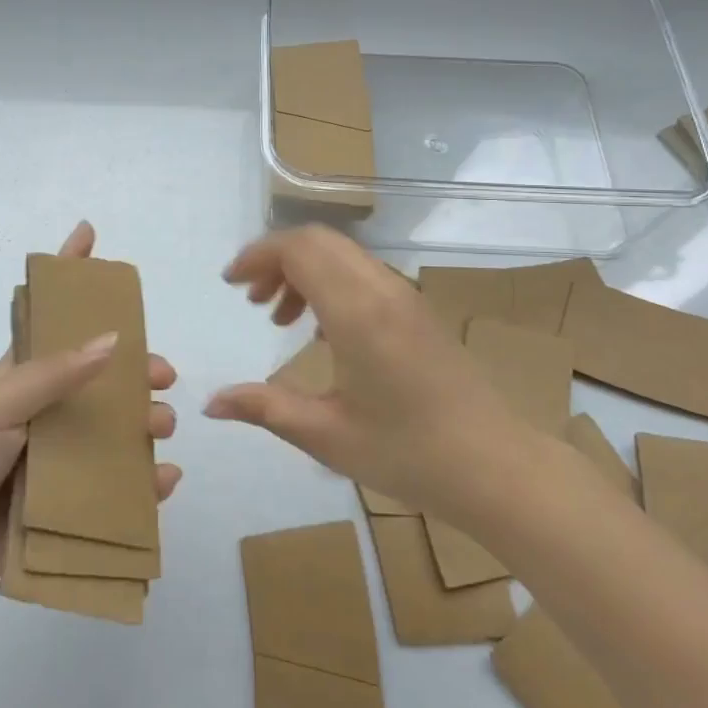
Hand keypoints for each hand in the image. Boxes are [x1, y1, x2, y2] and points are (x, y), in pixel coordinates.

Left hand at [0, 221, 180, 597]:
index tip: (88, 233)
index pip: (50, 314)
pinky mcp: (68, 499)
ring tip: (159, 429)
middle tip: (163, 376)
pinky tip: (163, 479)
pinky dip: (145, 480)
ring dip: (145, 422)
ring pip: (115, 427)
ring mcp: (58, 453)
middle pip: (101, 375)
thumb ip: (52, 374)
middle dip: (137, 368)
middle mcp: (45, 407)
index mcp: (22, 375)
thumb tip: (114, 339)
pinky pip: (116, 482)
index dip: (69, 273)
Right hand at [204, 226, 532, 516]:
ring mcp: (405, 296)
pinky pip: (362, 274)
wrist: (497, 467)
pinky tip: (320, 330)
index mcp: (357, 312)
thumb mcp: (326, 435)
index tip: (230, 283)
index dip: (258, 255)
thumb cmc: (407, 453)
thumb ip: (264, 408)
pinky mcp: (417, 310)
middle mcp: (381, 290)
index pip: (299, 249)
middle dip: (275, 258)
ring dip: (303, 270)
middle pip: (319, 241)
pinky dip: (330, 283)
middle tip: (250, 298)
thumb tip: (211, 403)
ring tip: (278, 317)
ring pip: (342, 254)